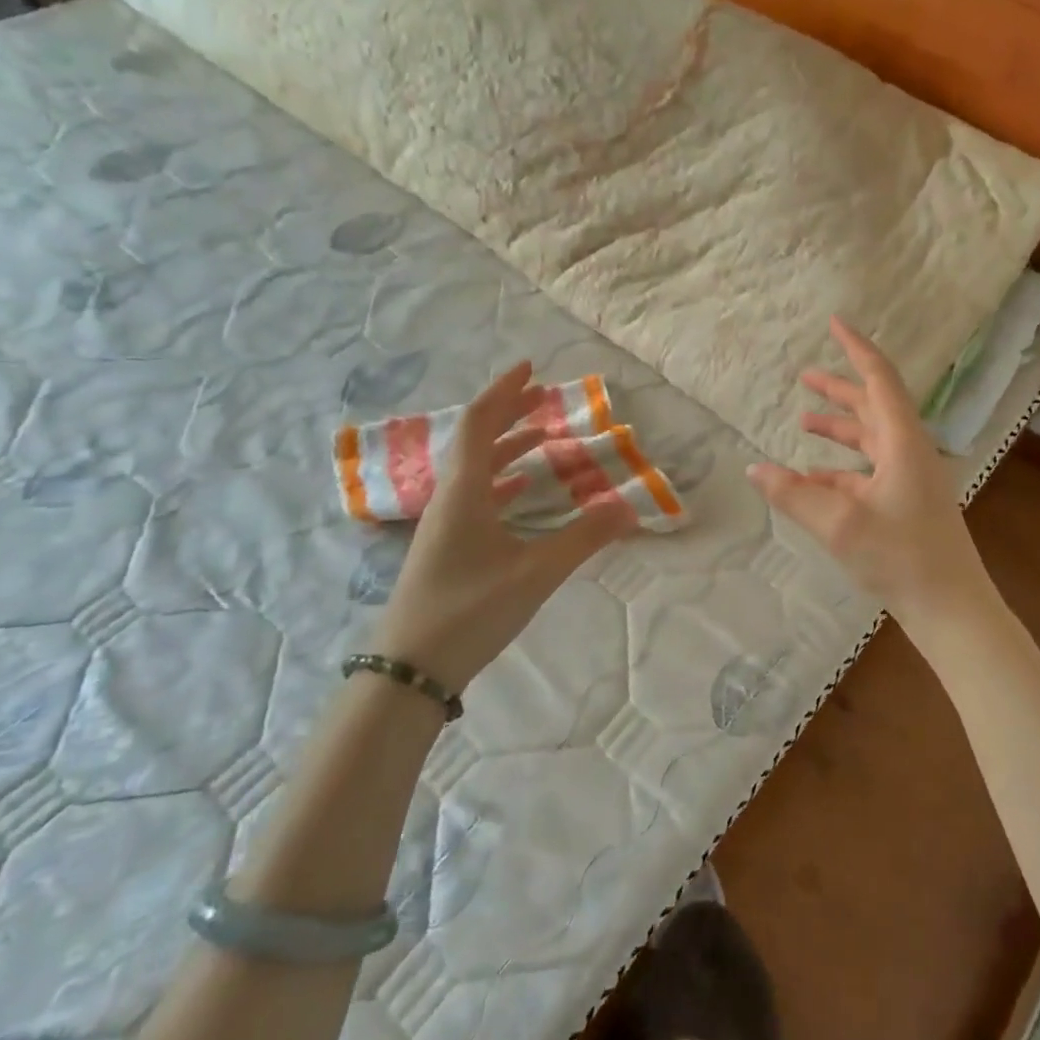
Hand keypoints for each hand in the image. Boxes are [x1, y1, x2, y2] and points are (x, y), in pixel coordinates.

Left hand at [376, 361, 636, 694]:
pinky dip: (501, 479)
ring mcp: (444, 523)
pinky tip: (521, 490)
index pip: (480, 423)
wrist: (410, 669)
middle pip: (475, 439)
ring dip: (506, 445)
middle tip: (543, 396)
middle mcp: (450, 498)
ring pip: (475, 468)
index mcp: (464, 491)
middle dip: (509, 413)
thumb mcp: (536, 572)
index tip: (531, 369)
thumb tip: (630, 507)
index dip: (505, 392)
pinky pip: (476, 494)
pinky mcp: (447, 546)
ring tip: (541, 435)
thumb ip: (584, 538)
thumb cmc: (470, 610)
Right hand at [747, 318, 998, 634]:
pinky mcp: (906, 502)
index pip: (879, 379)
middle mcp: (909, 451)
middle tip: (806, 376)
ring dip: (840, 427)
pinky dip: (841, 468)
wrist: (951, 606)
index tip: (835, 324)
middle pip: (874, 406)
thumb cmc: (901, 557)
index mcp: (902, 442)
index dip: (856, 349)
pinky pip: (869, 471)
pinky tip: (812, 479)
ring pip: (871, 439)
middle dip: (840, 389)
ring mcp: (910, 478)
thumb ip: (793, 495)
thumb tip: (753, 469)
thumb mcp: (839, 524)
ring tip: (804, 420)